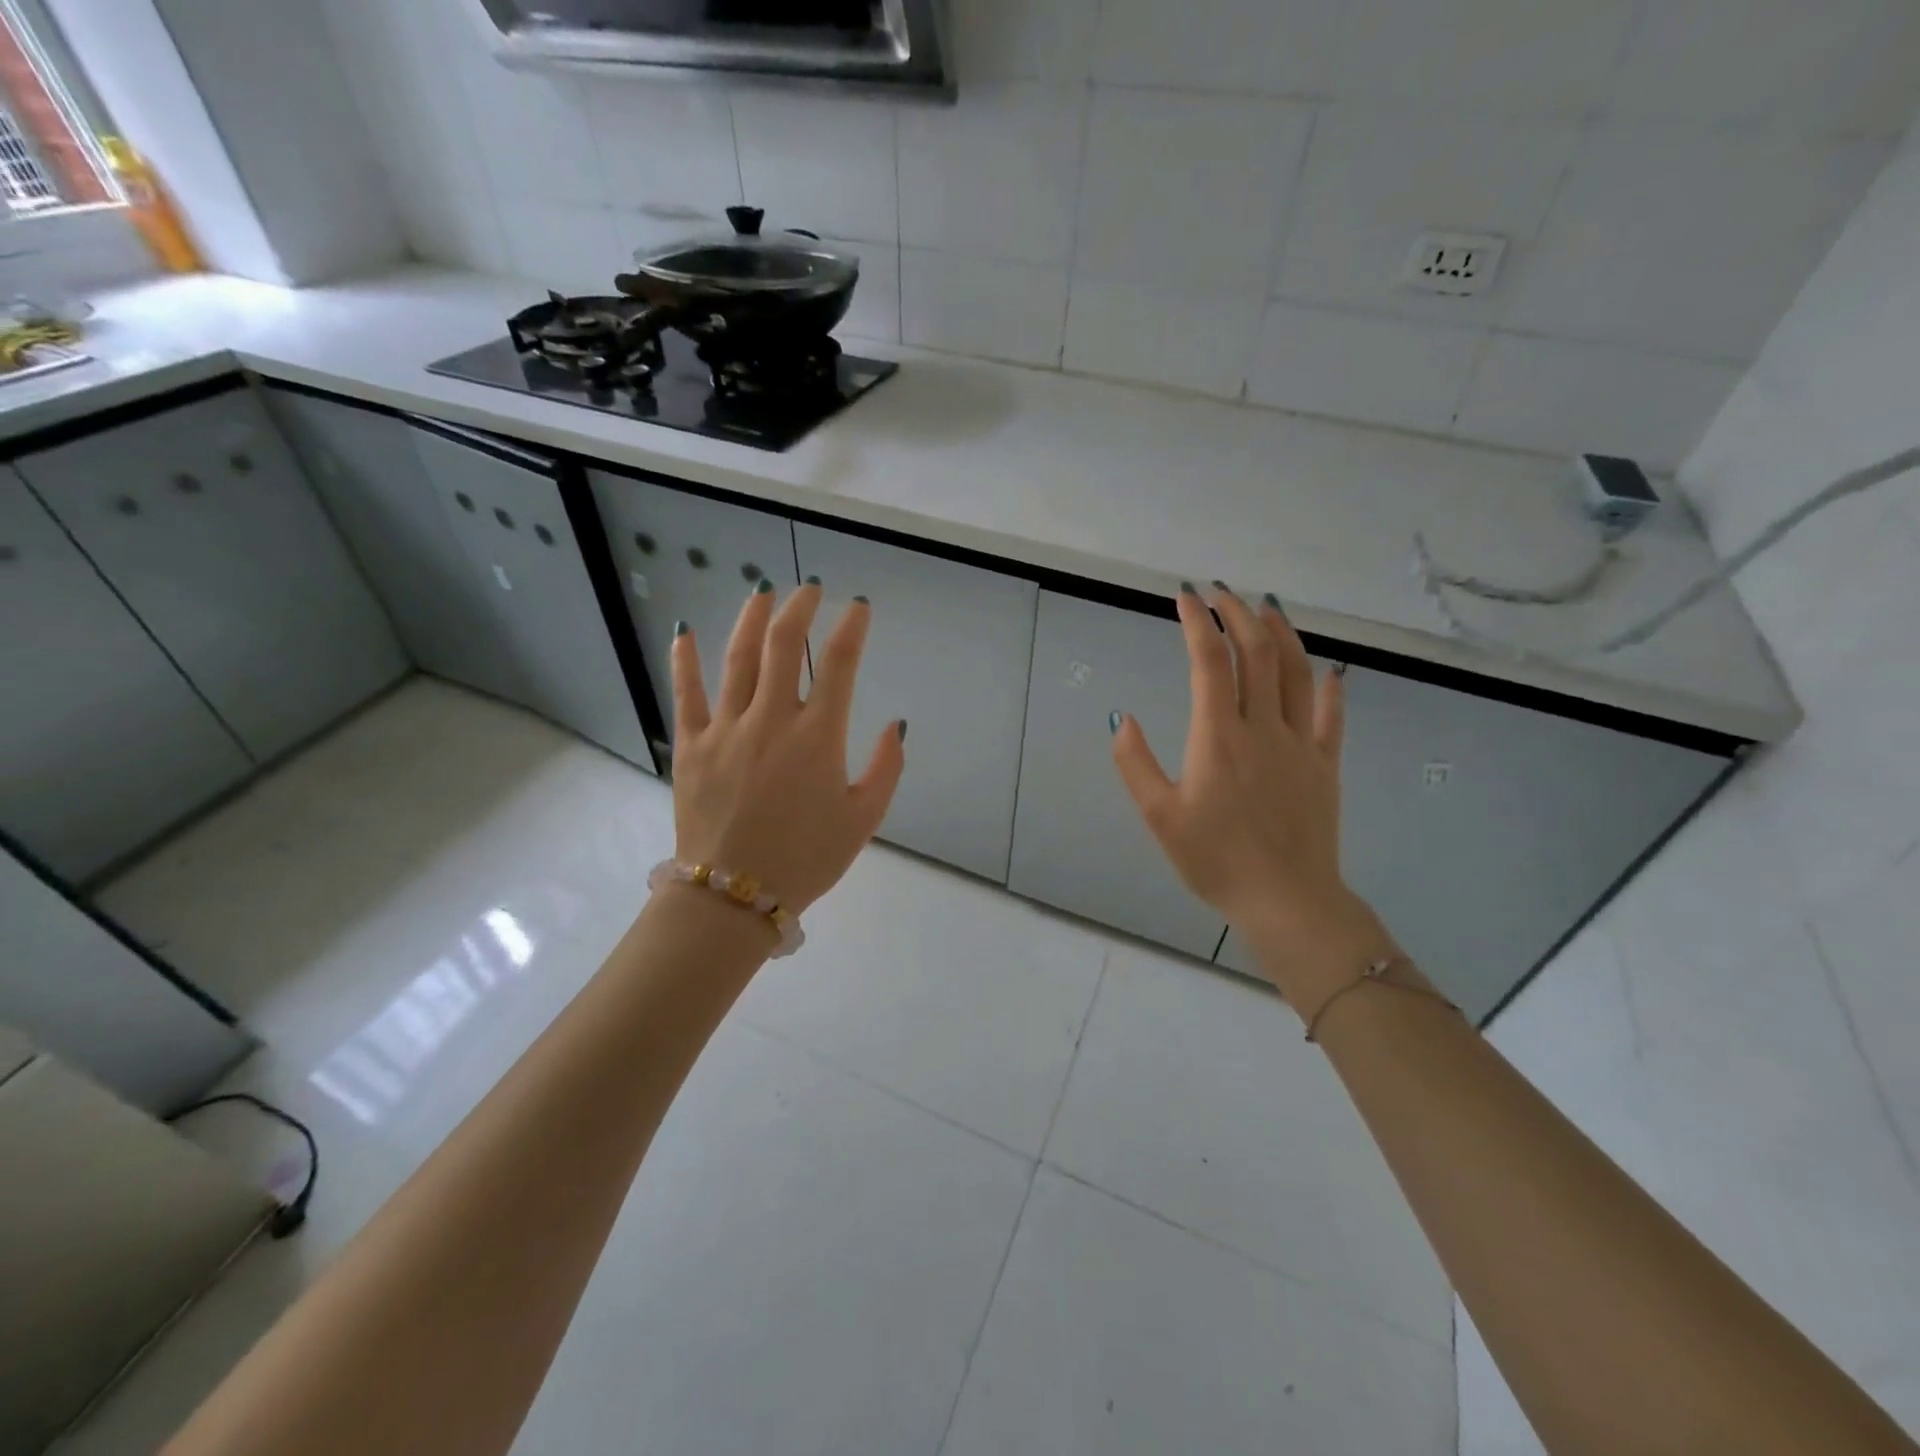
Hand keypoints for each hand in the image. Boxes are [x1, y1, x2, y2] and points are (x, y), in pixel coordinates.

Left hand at [668, 580, 905, 915]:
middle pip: (784, 645)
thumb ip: (885, 769)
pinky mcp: (691, 746)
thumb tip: (895, 725)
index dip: (852, 628)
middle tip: (809, 591)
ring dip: (752, 619)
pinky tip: (684, 633)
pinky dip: (684, 661)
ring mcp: (725, 729)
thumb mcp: (863, 820)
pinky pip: (686, 695)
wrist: (734, 897)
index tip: (859, 607)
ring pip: (738, 658)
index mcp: (817, 737)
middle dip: (799, 609)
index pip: (839, 664)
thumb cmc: (807, 859)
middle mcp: (771, 720)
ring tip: (762, 593)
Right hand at [1111, 583, 1392, 1007]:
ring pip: (1296, 672)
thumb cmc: (1215, 860)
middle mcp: (1262, 727)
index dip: (1197, 622)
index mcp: (1218, 737)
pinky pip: (1331, 714)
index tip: (1186, 596)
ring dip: (1281, 633)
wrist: (1285, 900)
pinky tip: (1326, 667)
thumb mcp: (1159, 816)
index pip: (1209, 662)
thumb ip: (1136, 763)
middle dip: (1237, 614)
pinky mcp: (1324, 764)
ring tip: (1266, 608)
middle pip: (1256, 653)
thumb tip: (1122, 718)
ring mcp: (1300, 743)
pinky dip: (1328, 684)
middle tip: (1221, 592)